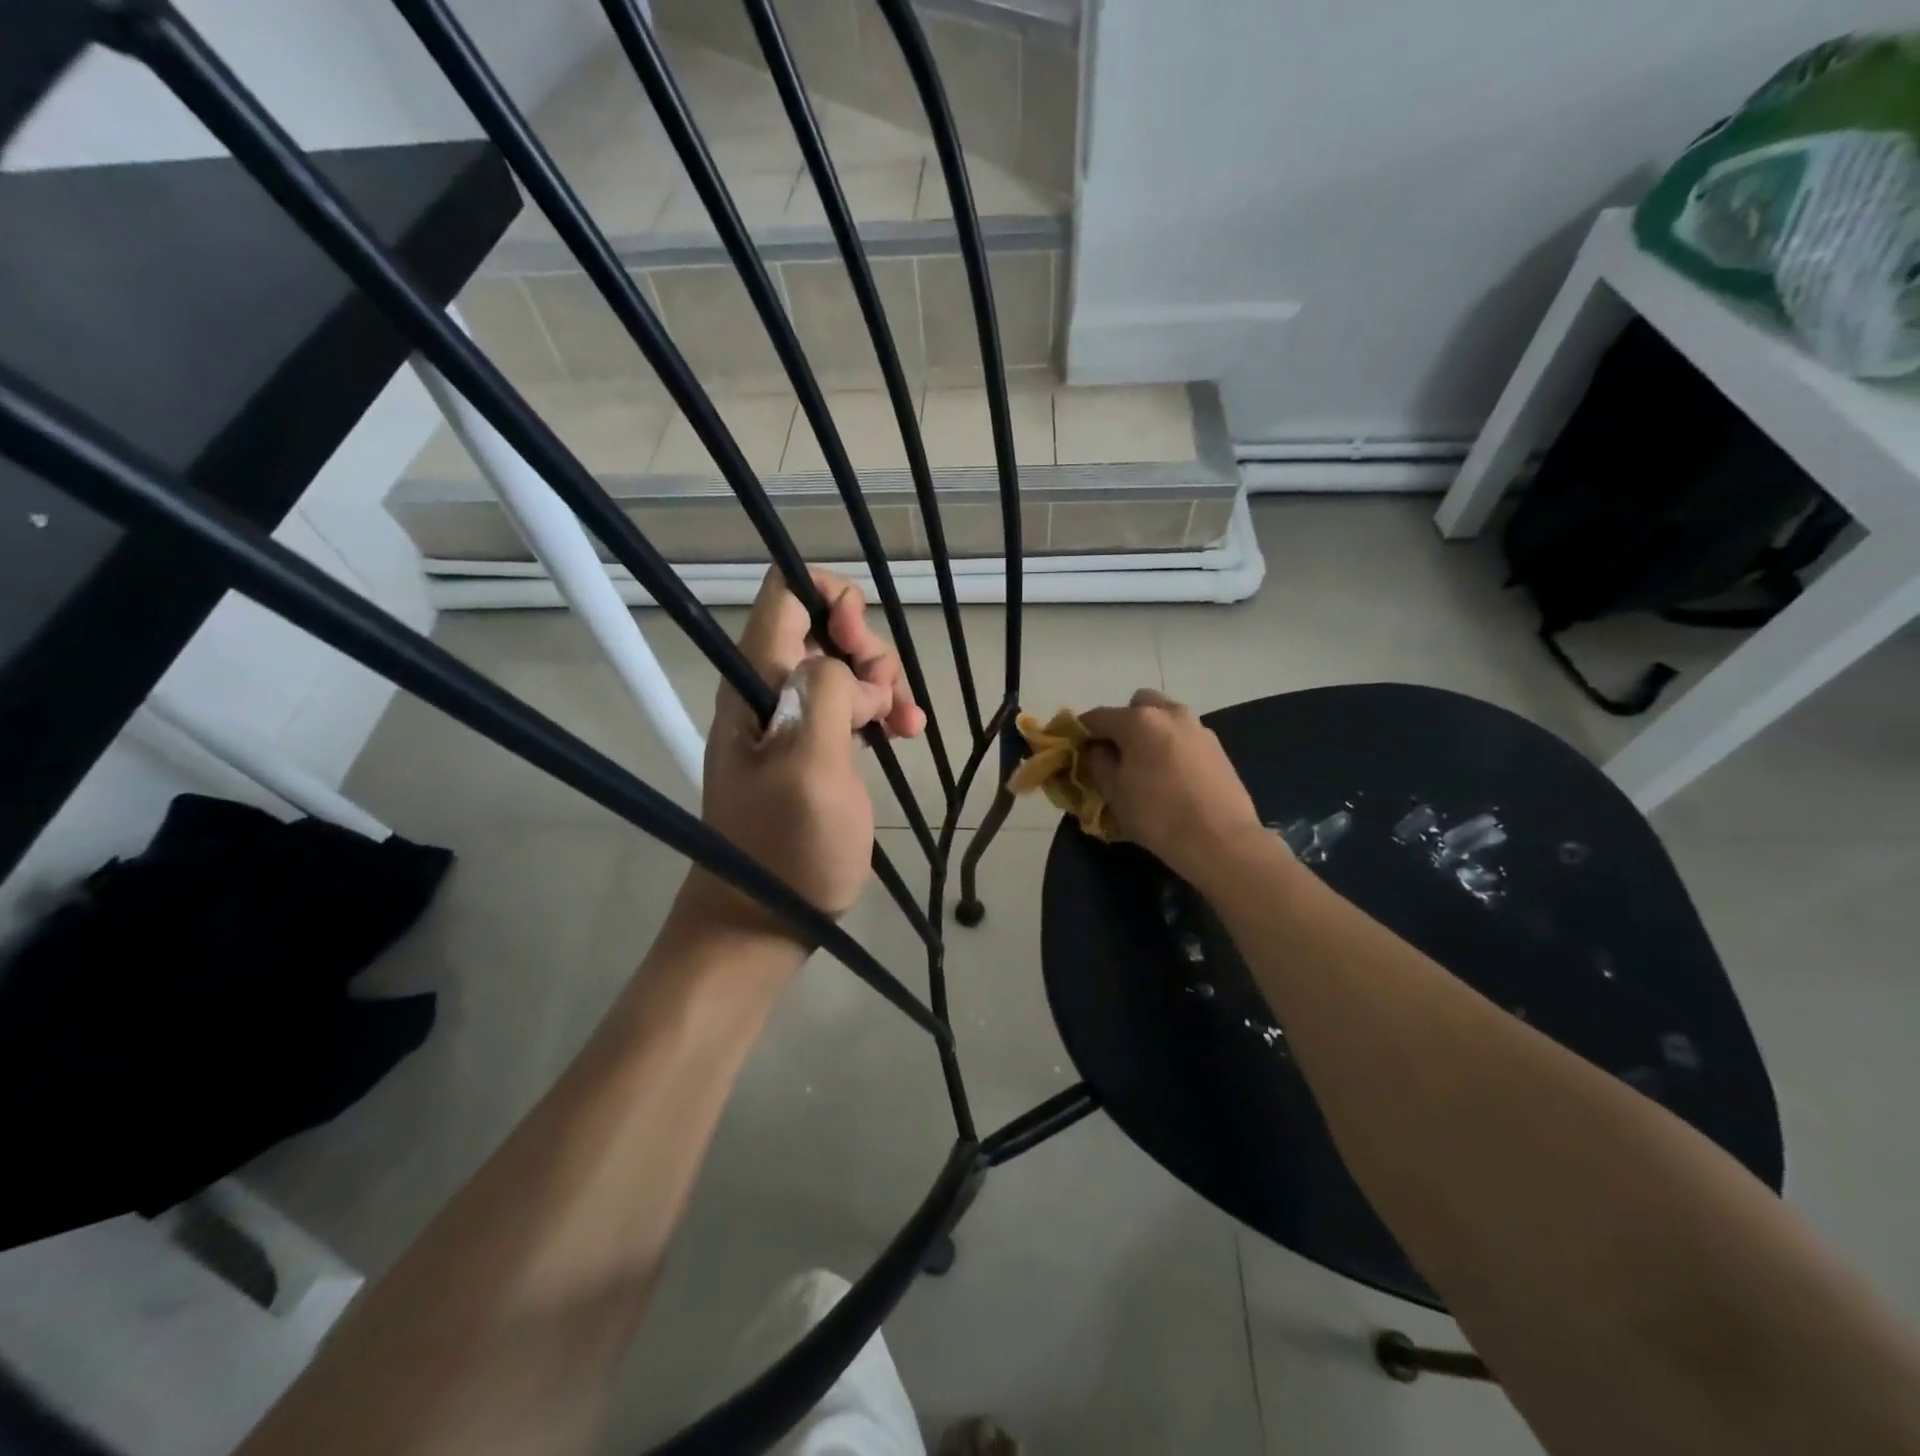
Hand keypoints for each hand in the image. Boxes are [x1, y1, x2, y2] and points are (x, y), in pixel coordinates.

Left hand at [673, 566, 925, 950]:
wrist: (764, 916)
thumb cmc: (787, 846)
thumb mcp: (809, 768)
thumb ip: (826, 698)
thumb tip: (849, 672)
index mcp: (755, 682)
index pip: (784, 595)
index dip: (831, 600)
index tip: (861, 645)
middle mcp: (769, 690)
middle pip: (823, 627)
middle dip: (866, 649)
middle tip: (886, 698)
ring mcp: (792, 721)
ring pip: (844, 667)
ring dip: (882, 683)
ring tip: (904, 722)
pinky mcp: (814, 748)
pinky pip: (851, 706)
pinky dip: (881, 709)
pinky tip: (906, 730)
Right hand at [1080, 689, 1263, 882]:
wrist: (1221, 841)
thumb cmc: (1158, 816)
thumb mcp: (1115, 793)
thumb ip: (1099, 763)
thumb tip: (1097, 750)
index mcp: (1139, 720)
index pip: (1098, 716)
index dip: (1082, 731)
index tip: (1075, 747)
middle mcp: (1170, 713)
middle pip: (1138, 704)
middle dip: (1123, 722)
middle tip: (1117, 752)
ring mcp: (1198, 728)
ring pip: (1165, 717)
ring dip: (1150, 732)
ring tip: (1145, 765)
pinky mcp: (1217, 746)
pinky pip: (1184, 736)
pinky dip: (1171, 745)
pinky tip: (1171, 776)